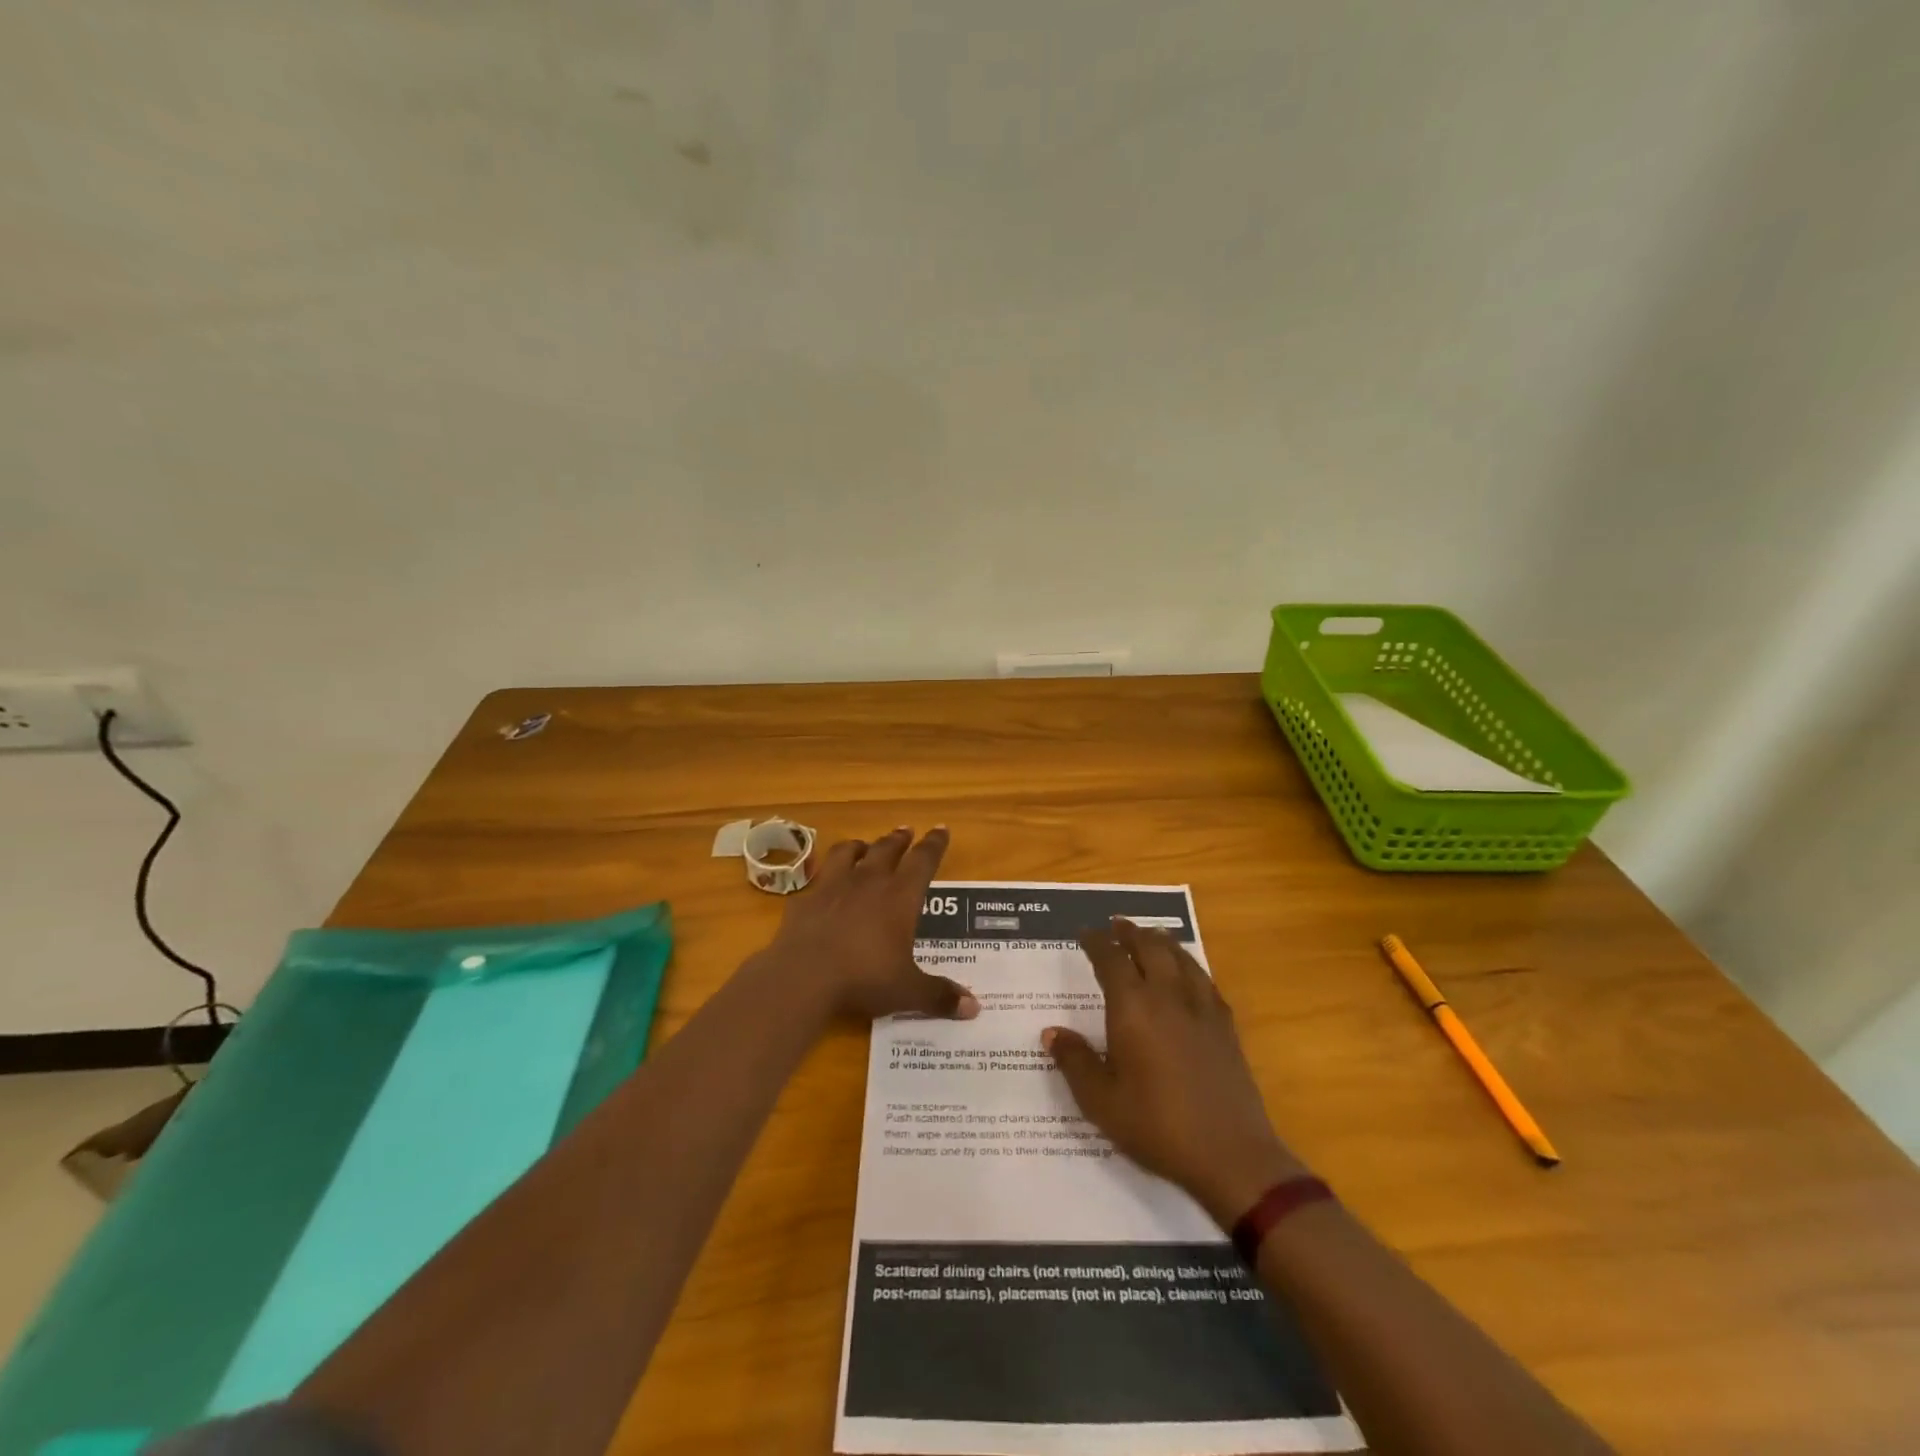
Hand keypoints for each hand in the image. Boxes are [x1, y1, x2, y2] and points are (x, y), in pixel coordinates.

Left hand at [758, 827, 979, 1023]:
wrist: (803, 976)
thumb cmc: (864, 978)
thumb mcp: (907, 991)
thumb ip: (939, 995)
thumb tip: (974, 1008)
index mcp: (900, 897)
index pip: (923, 861)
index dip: (934, 845)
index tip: (940, 829)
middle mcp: (869, 882)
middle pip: (887, 850)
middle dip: (899, 839)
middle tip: (906, 830)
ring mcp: (833, 887)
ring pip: (849, 853)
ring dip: (860, 846)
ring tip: (865, 846)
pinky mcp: (805, 899)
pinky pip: (818, 877)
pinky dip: (826, 874)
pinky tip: (825, 882)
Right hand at [1043, 919, 1303, 1226]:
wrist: (1231, 1155)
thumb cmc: (1157, 1127)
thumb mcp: (1101, 1102)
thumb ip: (1075, 1062)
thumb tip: (1051, 1033)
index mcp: (1133, 1009)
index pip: (1111, 960)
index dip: (1096, 942)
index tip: (1085, 933)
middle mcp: (1167, 997)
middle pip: (1149, 947)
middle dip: (1130, 932)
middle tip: (1116, 924)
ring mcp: (1201, 1009)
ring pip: (1180, 958)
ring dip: (1161, 941)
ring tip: (1150, 935)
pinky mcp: (1225, 1026)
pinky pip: (1204, 980)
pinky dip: (1189, 965)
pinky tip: (1188, 973)